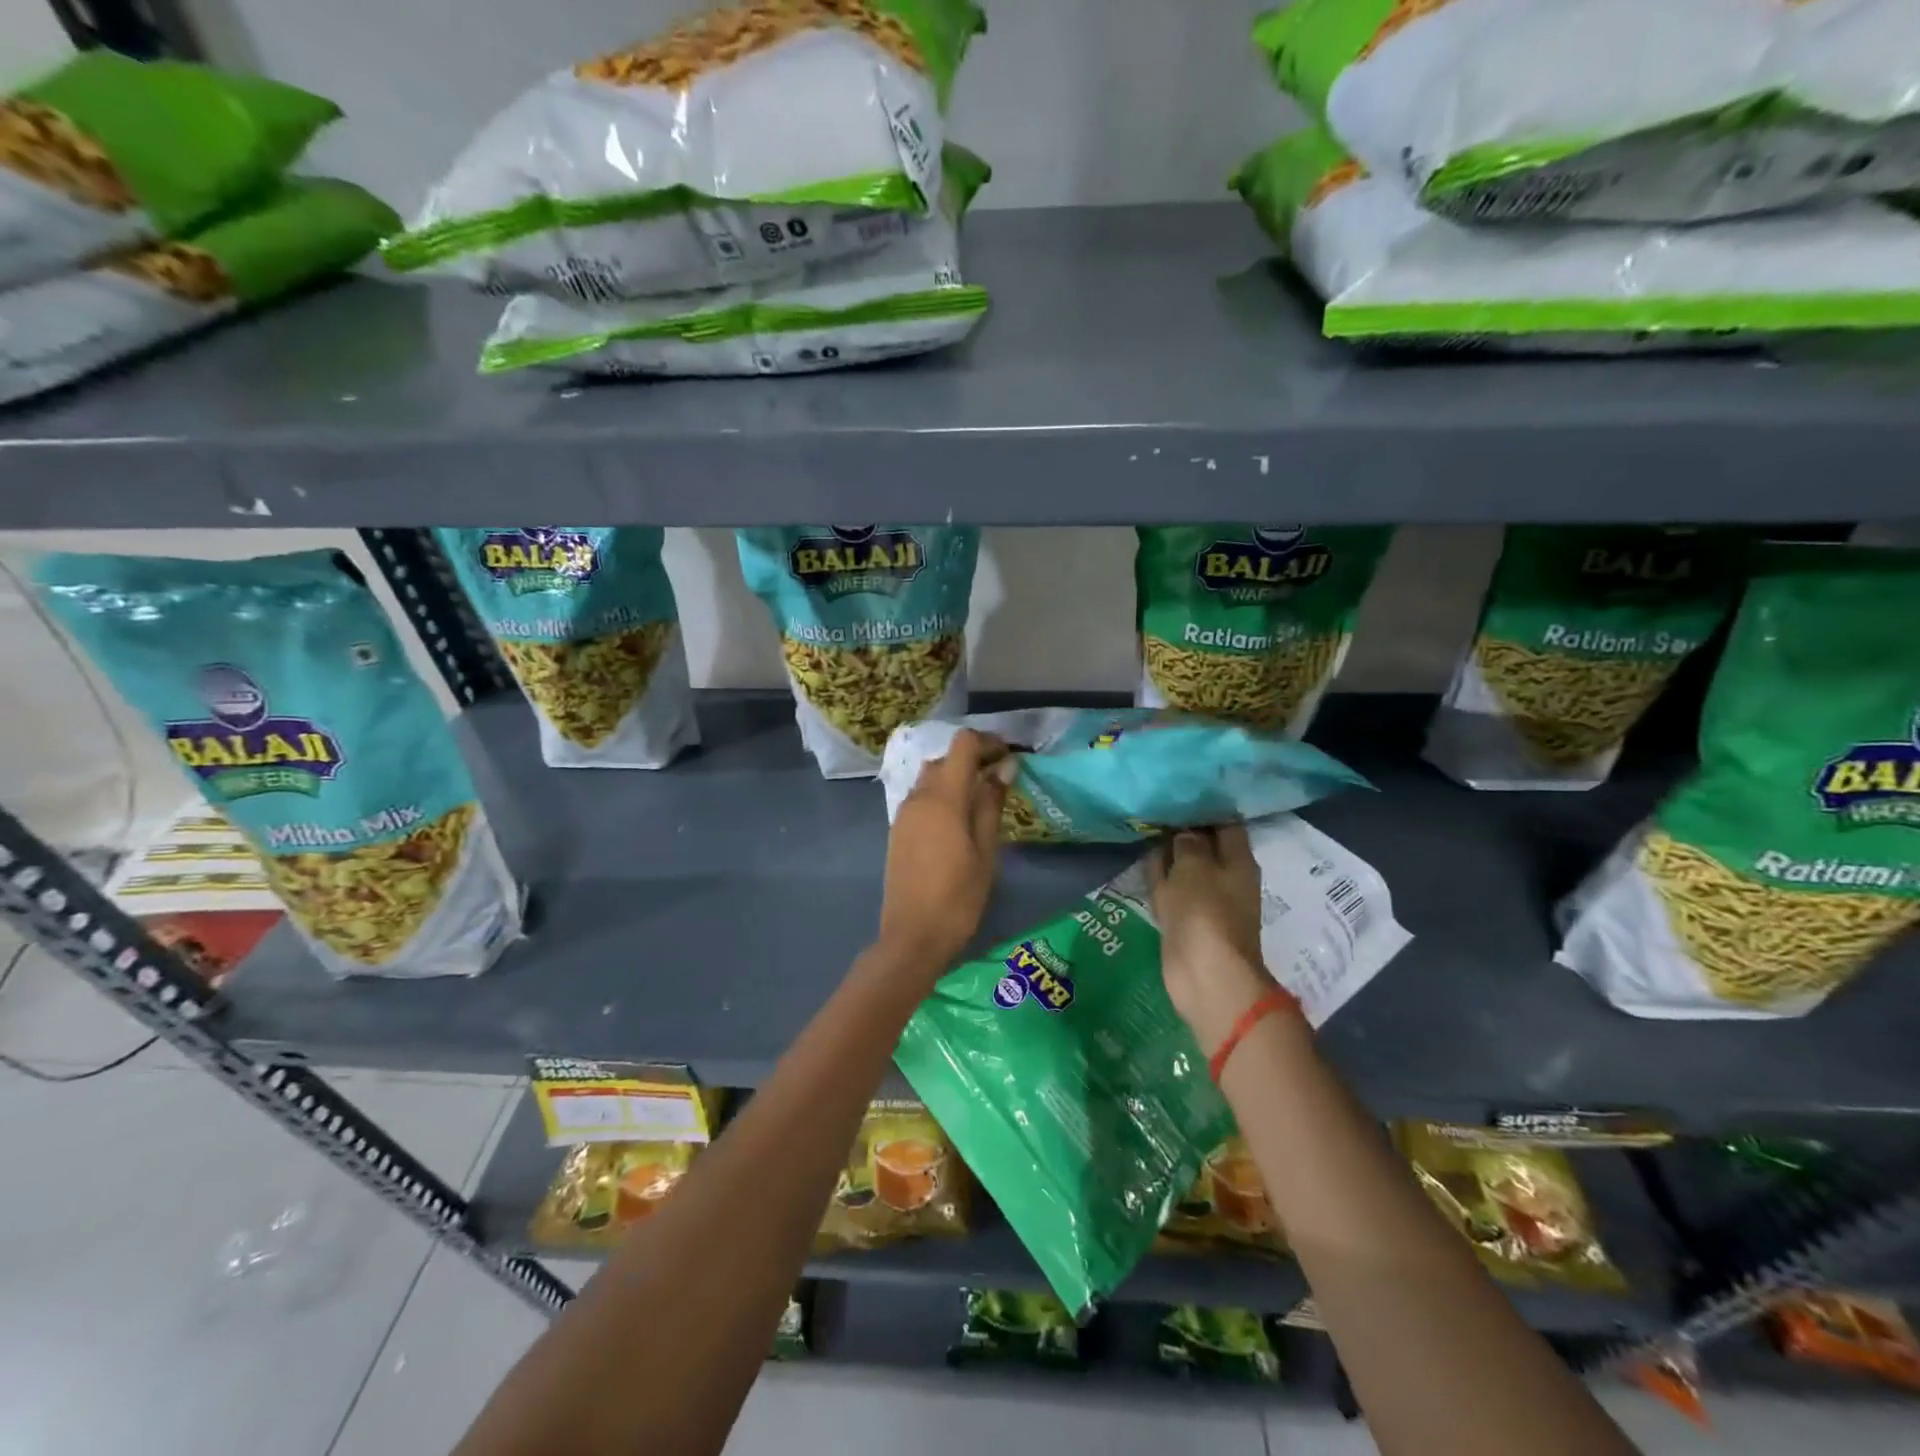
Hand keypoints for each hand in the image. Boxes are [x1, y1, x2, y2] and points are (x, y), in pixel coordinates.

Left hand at [878, 729, 1008, 971]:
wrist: (912, 937)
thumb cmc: (958, 897)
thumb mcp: (985, 851)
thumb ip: (991, 804)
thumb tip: (1004, 767)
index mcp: (942, 798)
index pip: (962, 745)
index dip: (988, 742)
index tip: (1009, 756)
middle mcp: (918, 797)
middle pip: (945, 758)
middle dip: (973, 759)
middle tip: (1001, 778)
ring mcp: (903, 814)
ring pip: (930, 778)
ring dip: (955, 777)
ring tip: (982, 799)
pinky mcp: (897, 831)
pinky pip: (921, 799)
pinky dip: (941, 795)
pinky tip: (958, 820)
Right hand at [1150, 824, 1277, 1052]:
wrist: (1204, 974)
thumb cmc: (1205, 913)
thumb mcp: (1194, 867)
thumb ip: (1188, 843)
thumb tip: (1185, 831)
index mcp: (1238, 861)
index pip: (1226, 823)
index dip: (1206, 806)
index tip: (1182, 789)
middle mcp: (1224, 877)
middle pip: (1204, 844)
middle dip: (1184, 828)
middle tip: (1158, 803)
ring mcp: (1204, 899)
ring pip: (1185, 866)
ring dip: (1169, 852)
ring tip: (1146, 825)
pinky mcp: (1184, 917)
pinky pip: (1171, 888)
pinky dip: (1159, 875)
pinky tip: (1143, 859)